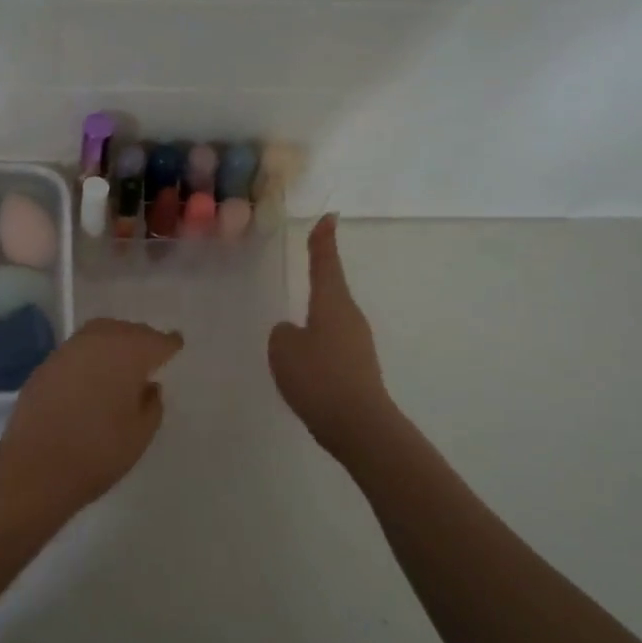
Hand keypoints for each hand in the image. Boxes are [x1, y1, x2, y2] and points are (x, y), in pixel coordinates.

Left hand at [0, 318, 183, 525]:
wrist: (35, 468)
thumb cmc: (98, 452)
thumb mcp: (140, 434)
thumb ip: (151, 405)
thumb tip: (148, 386)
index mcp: (127, 354)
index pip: (156, 341)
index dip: (169, 344)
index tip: (175, 345)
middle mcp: (97, 342)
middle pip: (126, 330)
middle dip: (141, 338)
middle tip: (151, 352)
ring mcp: (67, 351)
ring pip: (98, 333)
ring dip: (114, 341)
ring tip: (122, 361)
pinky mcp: (45, 365)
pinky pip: (77, 350)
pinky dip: (91, 355)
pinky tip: (93, 374)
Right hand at [268, 215, 394, 457]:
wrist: (358, 424)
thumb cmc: (318, 376)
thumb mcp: (284, 349)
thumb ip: (283, 334)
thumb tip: (292, 333)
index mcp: (332, 303)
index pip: (326, 264)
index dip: (323, 241)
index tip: (329, 218)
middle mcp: (350, 317)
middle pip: (331, 291)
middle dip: (319, 280)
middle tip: (307, 265)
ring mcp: (358, 343)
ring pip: (330, 321)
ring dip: (314, 320)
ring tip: (293, 332)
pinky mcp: (358, 368)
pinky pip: (331, 347)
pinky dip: (317, 348)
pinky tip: (304, 366)